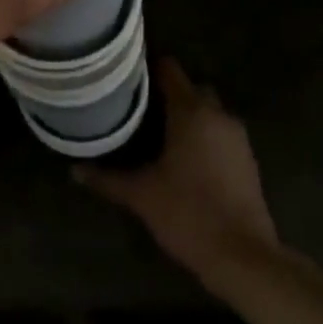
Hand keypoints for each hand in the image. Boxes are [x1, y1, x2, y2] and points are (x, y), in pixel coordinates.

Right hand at [78, 59, 279, 282]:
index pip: (169, 69)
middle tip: (140, 106)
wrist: (244, 257)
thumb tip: (75, 171)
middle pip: (191, 87)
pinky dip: (205, 135)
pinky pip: (221, 132)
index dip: (148, 66)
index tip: (127, 74)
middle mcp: (217, 113)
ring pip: (208, 110)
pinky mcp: (248, 158)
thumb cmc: (188, 214)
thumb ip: (108, 179)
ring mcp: (237, 135)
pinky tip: (187, 158)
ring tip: (160, 131)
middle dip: (169, 92)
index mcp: (190, 111)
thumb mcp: (142, 196)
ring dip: (189, 115)